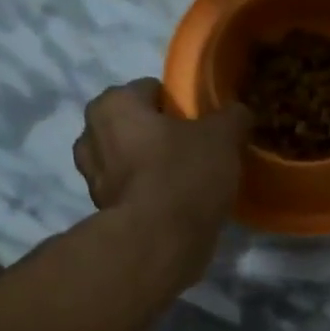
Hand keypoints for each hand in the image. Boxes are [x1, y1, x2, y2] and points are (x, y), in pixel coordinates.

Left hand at [73, 80, 249, 273]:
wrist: (160, 240)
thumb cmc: (185, 174)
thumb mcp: (222, 137)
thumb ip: (232, 116)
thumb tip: (238, 111)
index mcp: (114, 104)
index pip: (151, 90)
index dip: (180, 105)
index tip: (202, 125)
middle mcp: (91, 134)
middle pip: (136, 125)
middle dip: (159, 135)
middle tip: (194, 151)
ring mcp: (92, 176)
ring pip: (129, 160)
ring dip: (150, 166)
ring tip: (184, 181)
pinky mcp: (102, 211)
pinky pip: (131, 192)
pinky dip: (147, 194)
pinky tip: (174, 205)